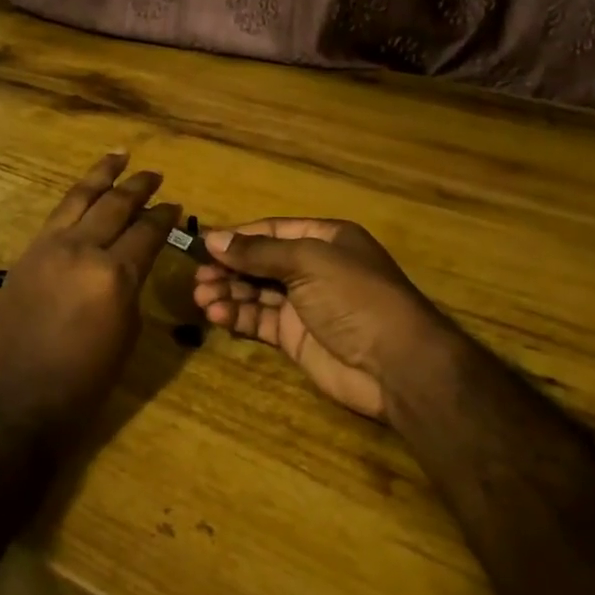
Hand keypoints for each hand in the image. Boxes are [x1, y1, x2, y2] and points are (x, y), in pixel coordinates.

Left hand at [0, 153, 180, 433]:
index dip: (164, 216)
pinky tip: (85, 192)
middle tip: (155, 175)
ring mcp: (49, 247)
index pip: (147, 231)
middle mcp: (82, 250)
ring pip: (80, 198)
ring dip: (102, 174)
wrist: (20, 398)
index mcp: (114, 275)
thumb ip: (131, 287)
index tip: (175, 205)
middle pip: (115, 205)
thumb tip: (132, 263)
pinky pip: (56, 216)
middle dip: (139, 186)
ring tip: (119, 155)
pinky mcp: (27, 254)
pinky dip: (75, 198)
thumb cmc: (85, 380)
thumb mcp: (127, 333)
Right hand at [192, 218, 464, 421]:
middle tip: (198, 278)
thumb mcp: (308, 261)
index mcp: (324, 239)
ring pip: (256, 292)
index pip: (271, 231)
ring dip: (228, 293)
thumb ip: (258, 252)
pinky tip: (216, 316)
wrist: (397, 364)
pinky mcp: (296, 338)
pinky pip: (260, 320)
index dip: (237, 237)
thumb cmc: (355, 296)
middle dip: (229, 268)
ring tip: (201, 298)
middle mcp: (314, 268)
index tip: (203, 244)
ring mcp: (305, 304)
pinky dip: (238, 316)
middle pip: (260, 262)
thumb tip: (213, 239)